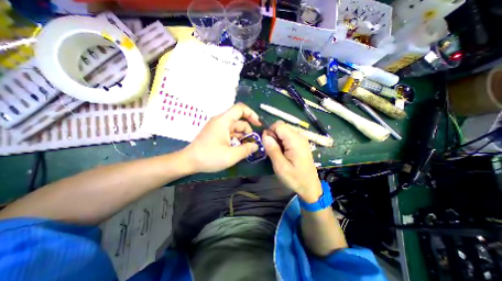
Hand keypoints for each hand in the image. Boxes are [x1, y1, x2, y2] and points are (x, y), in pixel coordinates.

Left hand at [184, 103, 262, 173]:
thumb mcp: (231, 155)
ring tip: (244, 150)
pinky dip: (236, 140)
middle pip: (240, 121)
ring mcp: (218, 127)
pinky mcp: (216, 133)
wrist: (189, 162)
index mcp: (224, 121)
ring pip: (235, 129)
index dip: (252, 114)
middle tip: (252, 145)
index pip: (240, 108)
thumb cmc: (209, 157)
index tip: (258, 125)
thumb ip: (246, 149)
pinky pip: (230, 133)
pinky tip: (236, 149)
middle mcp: (221, 121)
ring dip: (242, 138)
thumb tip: (256, 146)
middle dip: (248, 132)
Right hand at [264, 121, 321, 201]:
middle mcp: (299, 136)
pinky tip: (283, 152)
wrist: (310, 186)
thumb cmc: (295, 178)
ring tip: (278, 153)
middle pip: (281, 127)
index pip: (279, 125)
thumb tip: (265, 135)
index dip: (270, 132)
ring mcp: (301, 138)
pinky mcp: (300, 142)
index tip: (267, 144)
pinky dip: (282, 142)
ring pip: (283, 131)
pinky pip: (287, 136)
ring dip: (277, 140)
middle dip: (273, 136)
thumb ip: (273, 150)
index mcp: (295, 140)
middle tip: (272, 151)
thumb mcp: (281, 167)